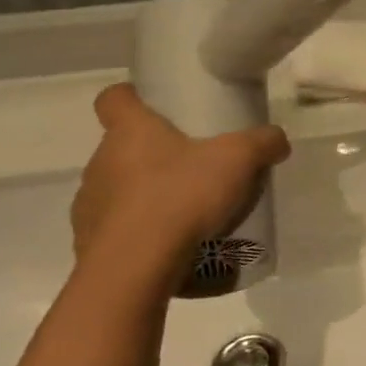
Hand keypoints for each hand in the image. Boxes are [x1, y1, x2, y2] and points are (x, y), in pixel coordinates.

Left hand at [71, 84, 289, 292]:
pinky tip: (171, 251)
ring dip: (144, 198)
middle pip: (121, 148)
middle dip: (152, 155)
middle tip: (190, 168)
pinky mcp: (89, 246)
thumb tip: (277, 139)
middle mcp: (101, 163)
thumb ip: (262, 143)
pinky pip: (117, 234)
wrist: (134, 269)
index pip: (113, 99)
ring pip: (117, 192)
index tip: (151, 105)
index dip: (130, 97)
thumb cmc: (181, 195)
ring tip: (184, 217)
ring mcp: (89, 207)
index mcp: (130, 132)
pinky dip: (140, 238)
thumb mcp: (238, 160)